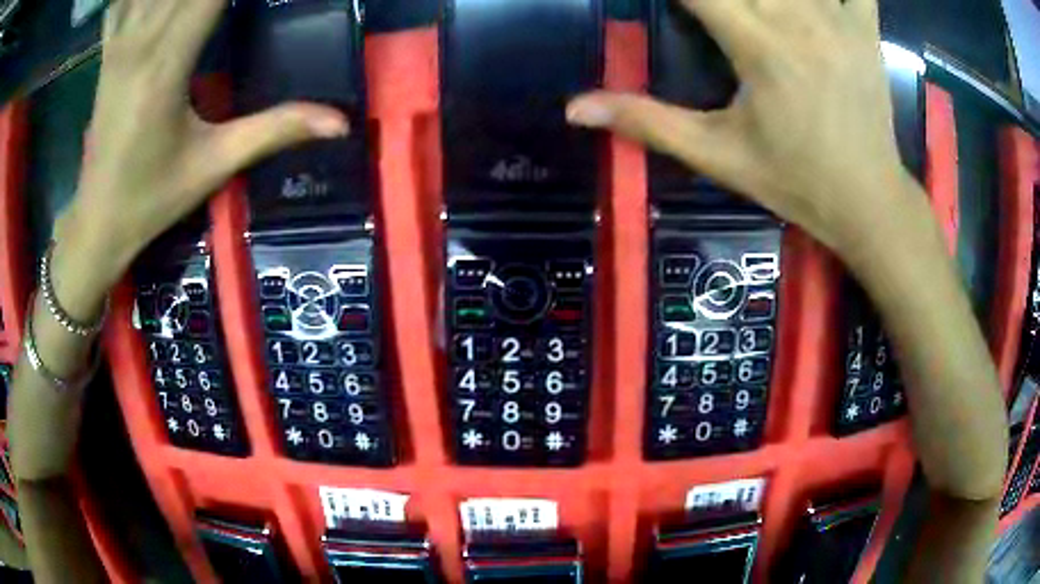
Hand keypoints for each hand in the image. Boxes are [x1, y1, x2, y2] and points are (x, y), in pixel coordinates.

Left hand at [58, 0, 347, 304]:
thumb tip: (340, 122)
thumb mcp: (215, 164)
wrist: (97, 222)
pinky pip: (120, 4)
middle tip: (236, 4)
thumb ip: (275, 129)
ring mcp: (119, 44)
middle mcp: (140, 42)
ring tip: (203, 5)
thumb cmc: (152, 198)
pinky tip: (153, 2)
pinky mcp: (108, 53)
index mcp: (166, 64)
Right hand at [567, 0, 912, 262]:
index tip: (667, 0)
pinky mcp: (865, 29)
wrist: (868, 202)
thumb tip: (574, 108)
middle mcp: (797, 17)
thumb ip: (648, 121)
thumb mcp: (718, 156)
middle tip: (708, 5)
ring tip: (749, 5)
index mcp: (757, 44)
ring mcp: (837, 18)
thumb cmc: (795, 181)